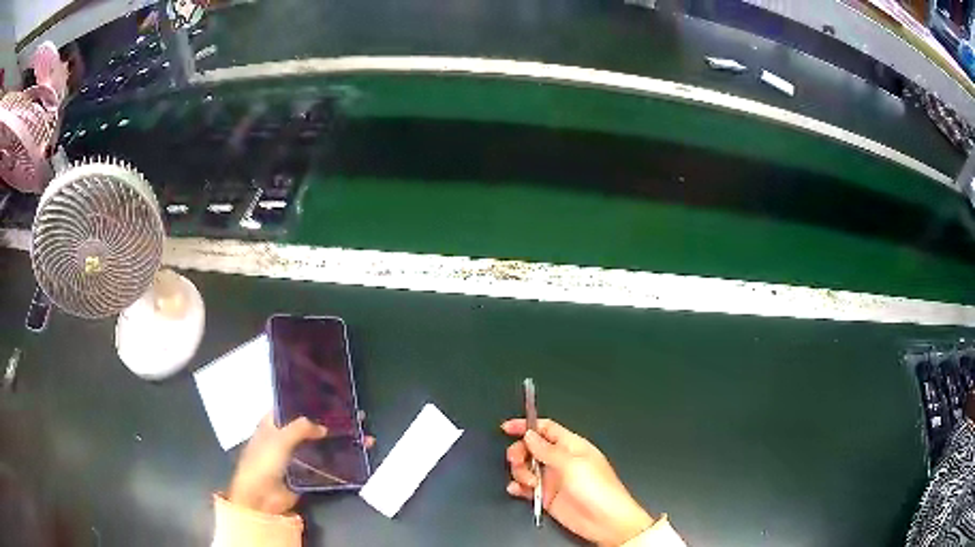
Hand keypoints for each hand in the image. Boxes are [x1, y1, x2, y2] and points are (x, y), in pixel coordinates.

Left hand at [227, 414, 374, 514]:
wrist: (261, 498)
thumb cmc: (263, 462)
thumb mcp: (279, 439)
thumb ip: (301, 428)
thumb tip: (324, 426)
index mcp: (273, 422)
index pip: (293, 406)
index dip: (311, 401)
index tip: (334, 396)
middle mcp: (286, 436)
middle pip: (312, 425)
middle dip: (333, 422)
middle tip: (357, 416)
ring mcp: (298, 456)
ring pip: (323, 445)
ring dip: (341, 441)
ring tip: (364, 436)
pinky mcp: (308, 473)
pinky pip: (326, 464)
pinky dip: (341, 460)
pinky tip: (358, 455)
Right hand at [502, 418, 653, 546]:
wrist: (605, 522)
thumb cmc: (598, 489)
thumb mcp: (573, 465)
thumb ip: (548, 450)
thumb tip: (529, 435)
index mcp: (572, 446)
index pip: (546, 428)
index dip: (526, 426)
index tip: (507, 428)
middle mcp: (561, 461)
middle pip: (531, 448)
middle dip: (520, 452)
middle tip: (517, 461)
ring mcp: (553, 479)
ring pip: (526, 468)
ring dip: (520, 472)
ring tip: (529, 483)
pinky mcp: (546, 496)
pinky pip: (525, 488)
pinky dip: (518, 487)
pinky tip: (517, 490)